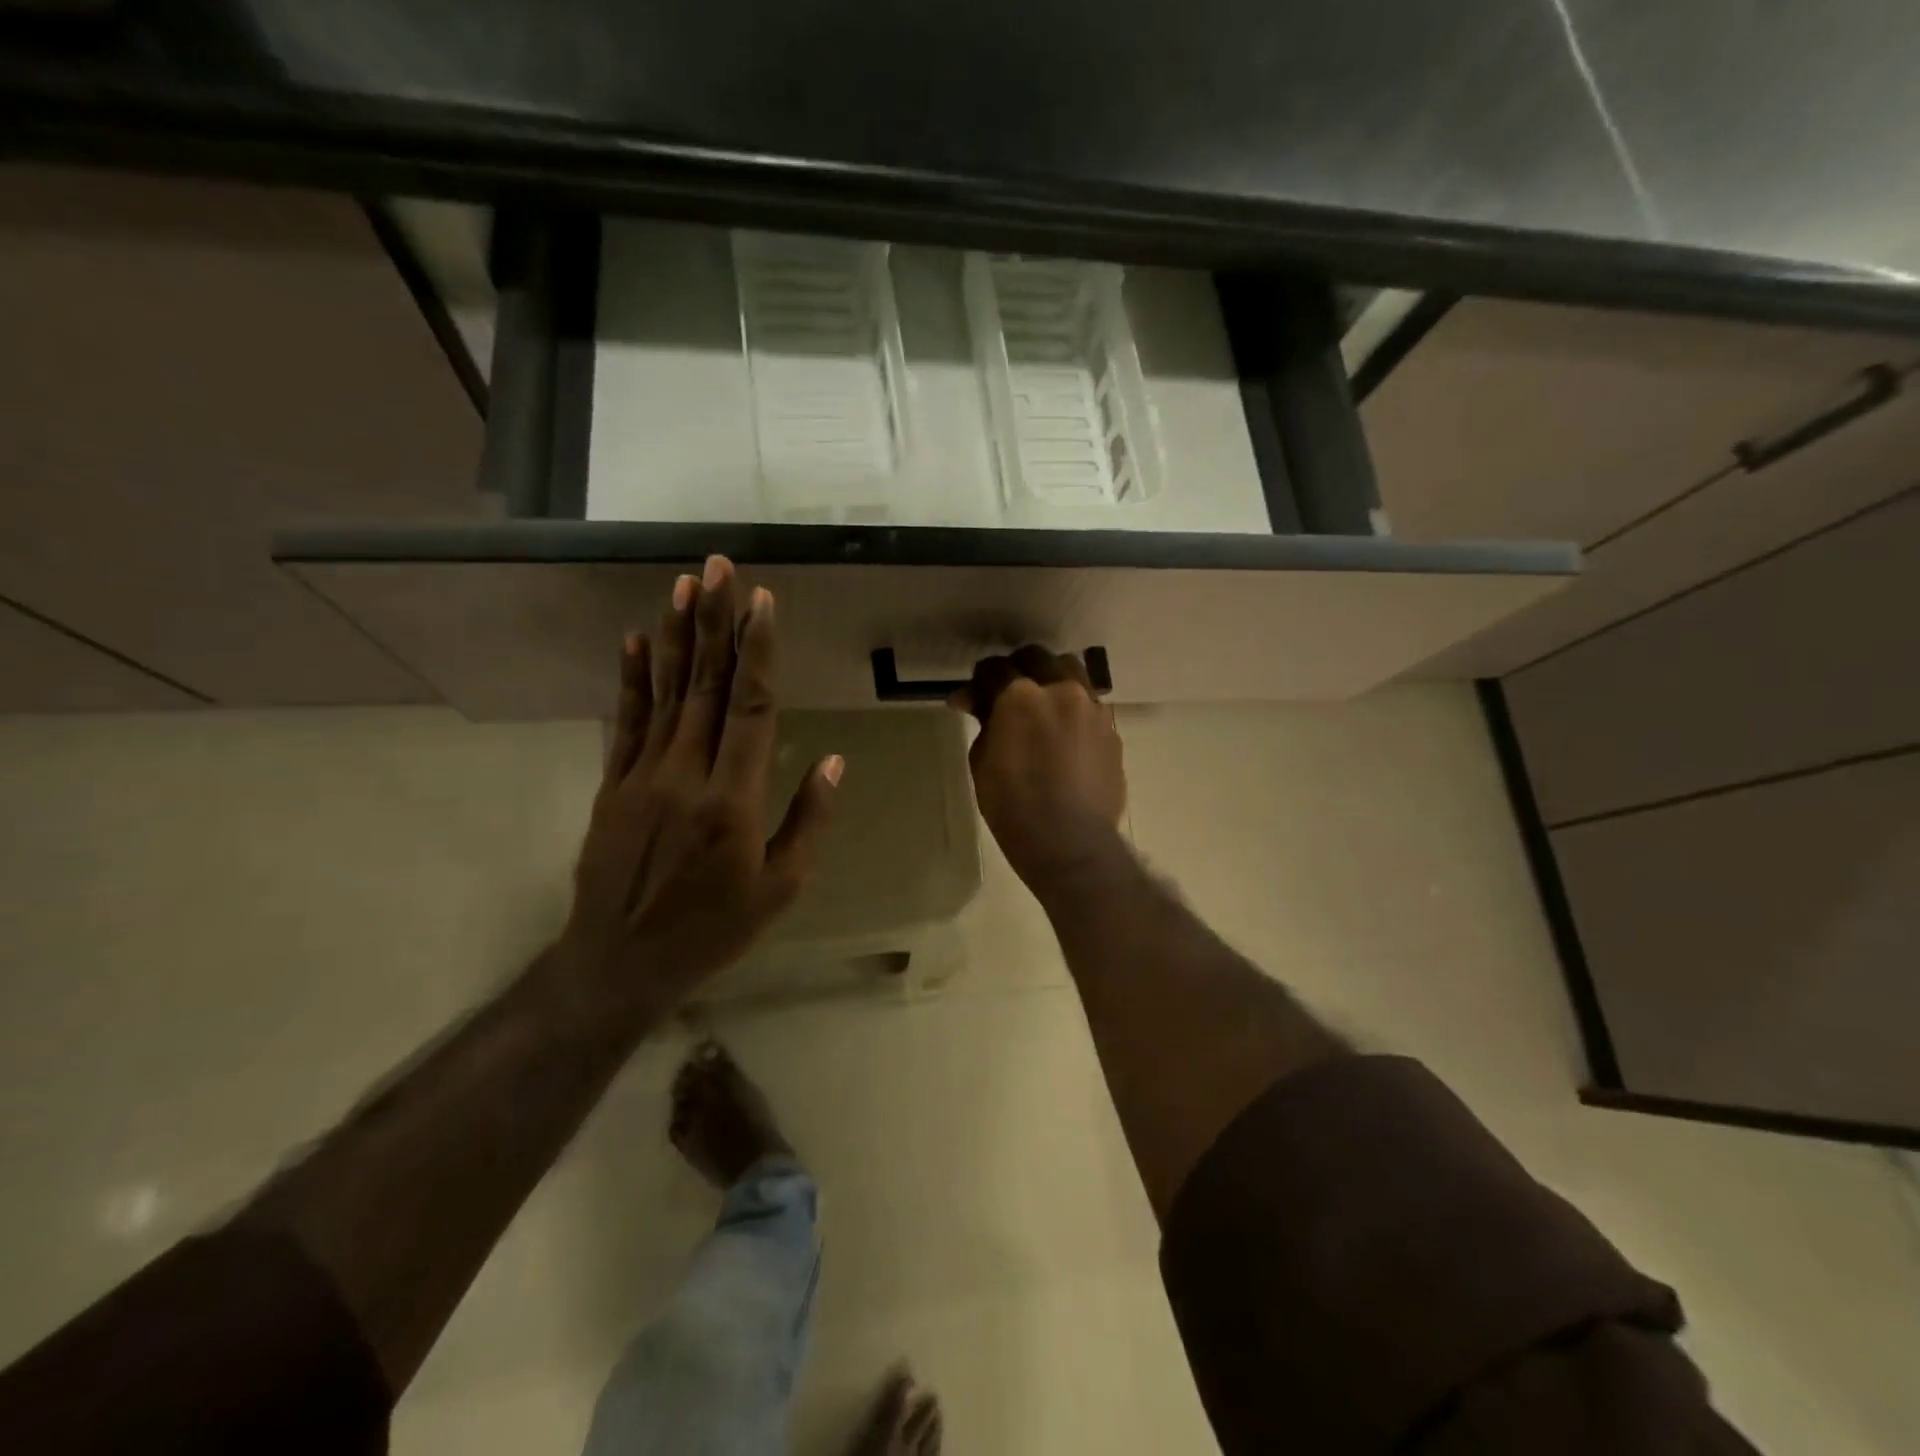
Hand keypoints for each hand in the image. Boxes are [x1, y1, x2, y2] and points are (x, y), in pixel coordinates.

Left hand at [560, 556, 840, 1006]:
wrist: (619, 963)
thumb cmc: (713, 929)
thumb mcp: (780, 888)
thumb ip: (807, 821)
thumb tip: (832, 761)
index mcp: (732, 800)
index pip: (750, 708)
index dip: (757, 651)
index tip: (761, 603)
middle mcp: (686, 774)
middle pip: (705, 685)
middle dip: (715, 621)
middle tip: (719, 567)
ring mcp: (642, 775)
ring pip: (664, 693)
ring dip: (675, 635)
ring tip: (683, 585)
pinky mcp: (613, 785)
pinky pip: (625, 722)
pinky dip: (631, 679)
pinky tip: (635, 640)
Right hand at [952, 647, 1125, 892]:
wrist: (1070, 842)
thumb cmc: (1014, 807)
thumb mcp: (982, 762)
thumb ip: (983, 723)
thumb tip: (976, 702)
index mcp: (1020, 696)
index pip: (994, 668)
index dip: (979, 681)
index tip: (971, 699)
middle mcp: (1061, 690)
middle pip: (1037, 658)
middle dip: (1017, 670)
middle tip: (1005, 694)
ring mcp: (1092, 708)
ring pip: (1071, 671)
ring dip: (1051, 679)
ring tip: (1042, 705)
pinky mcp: (1112, 729)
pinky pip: (1090, 704)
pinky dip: (1073, 708)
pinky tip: (1065, 732)